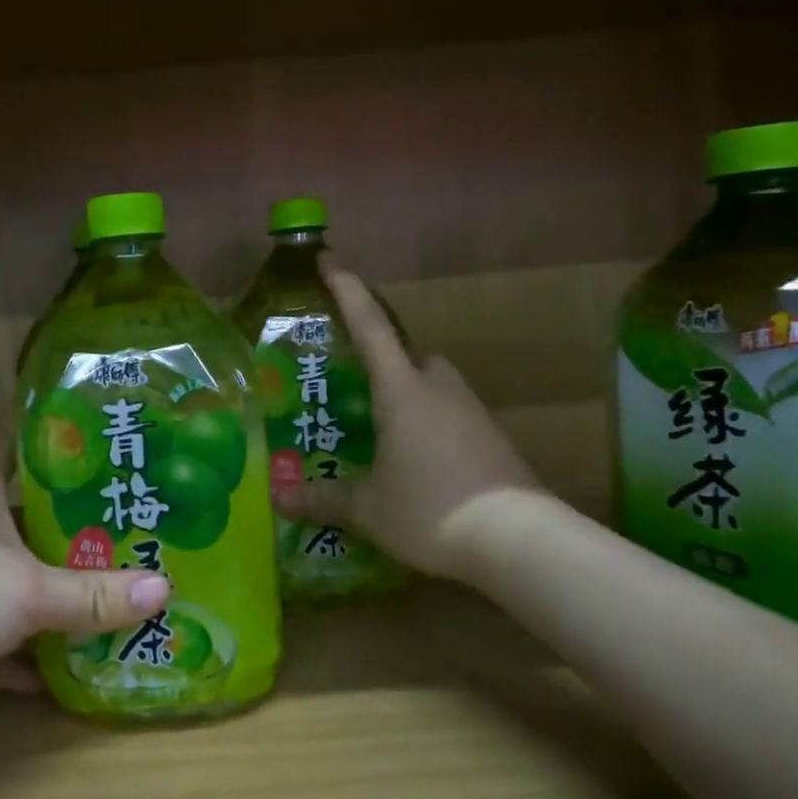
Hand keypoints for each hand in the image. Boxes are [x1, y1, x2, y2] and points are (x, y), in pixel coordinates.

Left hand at [0, 443, 169, 700]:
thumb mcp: (25, 594)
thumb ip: (94, 595)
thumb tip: (167, 591)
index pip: (20, 448)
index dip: (63, 449)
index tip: (111, 459)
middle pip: (22, 517)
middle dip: (71, 529)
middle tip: (129, 534)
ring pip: (6, 576)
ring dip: (47, 592)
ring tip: (107, 595)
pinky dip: (17, 648)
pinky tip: (57, 672)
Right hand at [274, 255, 537, 579]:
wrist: (518, 539)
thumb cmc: (431, 508)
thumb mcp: (368, 507)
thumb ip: (323, 498)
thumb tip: (280, 498)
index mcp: (402, 389)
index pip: (369, 325)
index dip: (347, 289)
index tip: (329, 259)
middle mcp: (438, 387)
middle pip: (408, 352)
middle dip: (381, 354)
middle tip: (354, 379)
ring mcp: (471, 409)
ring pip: (432, 382)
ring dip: (407, 390)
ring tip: (381, 425)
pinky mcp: (491, 436)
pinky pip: (450, 411)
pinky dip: (429, 420)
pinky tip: (417, 456)